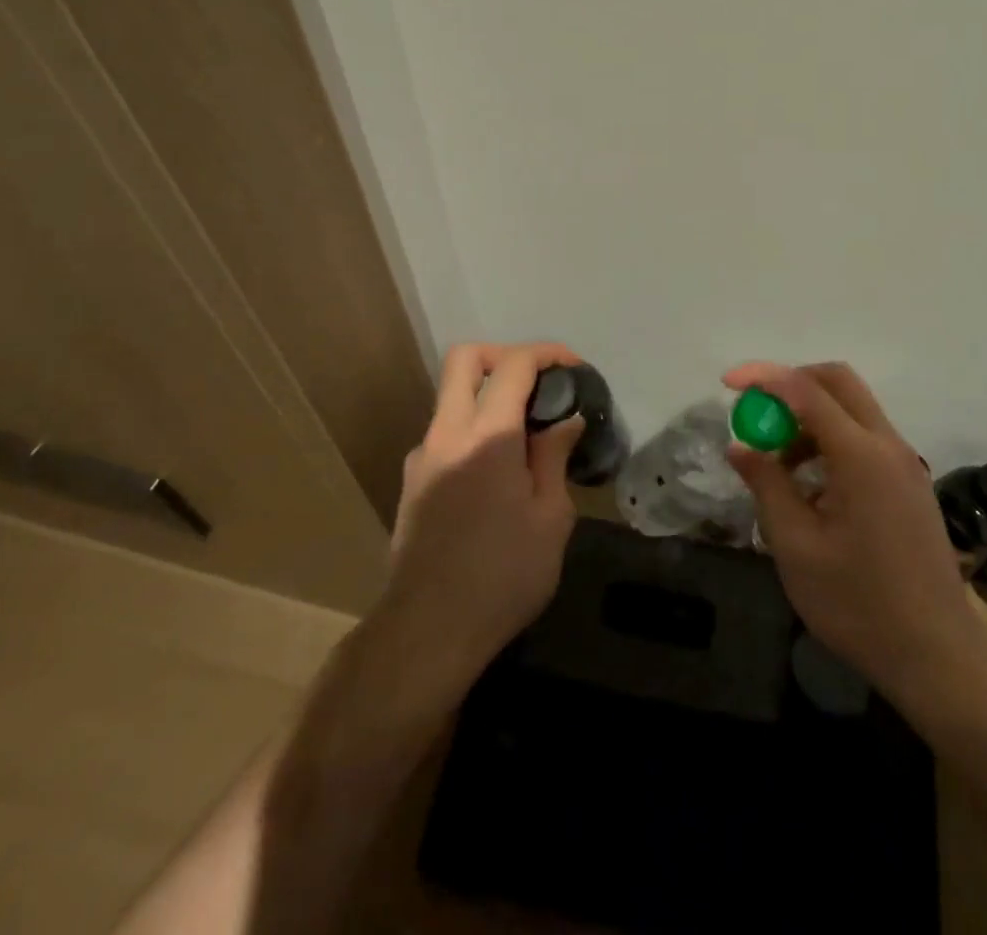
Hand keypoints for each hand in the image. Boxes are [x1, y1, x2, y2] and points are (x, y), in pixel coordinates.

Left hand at [377, 341, 585, 689]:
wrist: (427, 632)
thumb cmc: (502, 576)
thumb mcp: (550, 518)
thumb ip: (554, 458)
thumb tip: (564, 421)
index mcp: (486, 435)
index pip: (513, 365)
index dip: (547, 354)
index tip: (574, 368)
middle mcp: (446, 433)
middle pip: (465, 360)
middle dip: (505, 356)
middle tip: (538, 383)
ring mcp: (422, 457)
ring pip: (452, 398)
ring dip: (489, 398)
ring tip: (526, 438)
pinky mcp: (412, 483)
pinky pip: (446, 434)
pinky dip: (474, 432)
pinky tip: (498, 474)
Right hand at [724, 361, 981, 712]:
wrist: (937, 657)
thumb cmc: (858, 605)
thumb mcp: (796, 547)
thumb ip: (766, 486)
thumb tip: (740, 446)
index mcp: (861, 456)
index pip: (806, 390)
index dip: (764, 378)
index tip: (727, 382)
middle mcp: (888, 445)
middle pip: (838, 382)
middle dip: (791, 384)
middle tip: (758, 414)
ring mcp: (905, 463)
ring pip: (853, 408)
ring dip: (810, 416)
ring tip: (779, 466)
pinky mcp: (910, 483)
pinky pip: (865, 438)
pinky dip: (831, 439)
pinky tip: (811, 487)